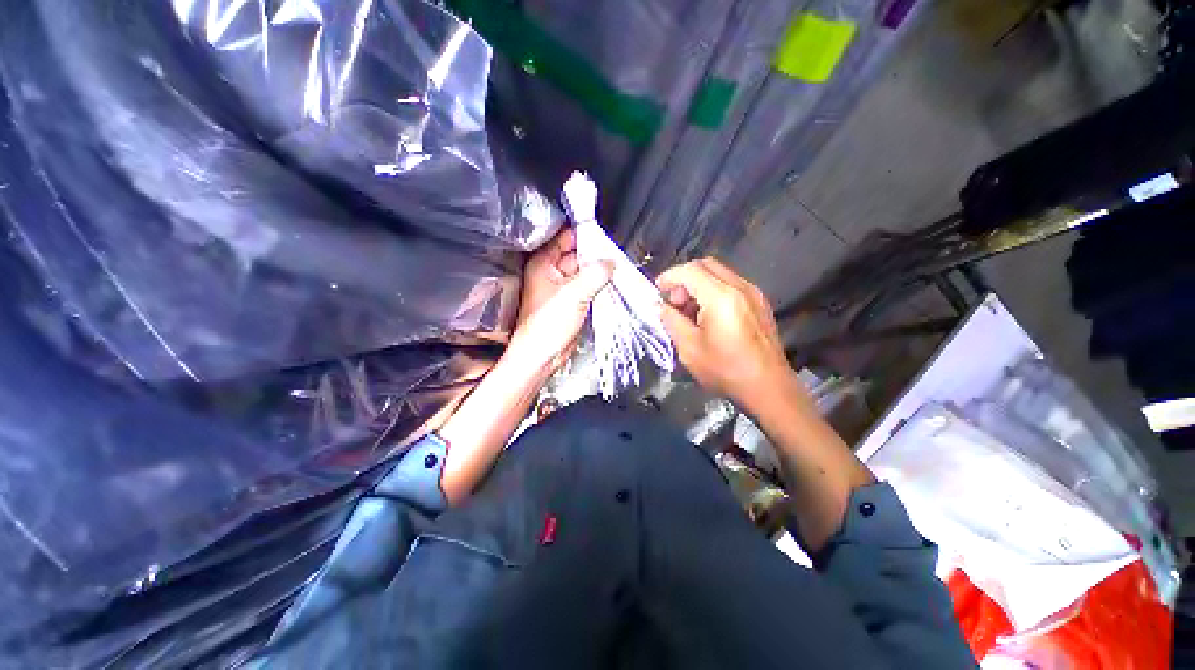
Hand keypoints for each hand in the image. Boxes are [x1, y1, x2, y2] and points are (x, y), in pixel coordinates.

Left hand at [512, 227, 612, 371]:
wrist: (543, 355)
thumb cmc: (546, 325)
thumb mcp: (573, 294)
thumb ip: (594, 275)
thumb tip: (610, 262)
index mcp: (544, 264)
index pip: (565, 238)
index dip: (583, 233)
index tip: (602, 233)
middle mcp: (552, 273)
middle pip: (577, 254)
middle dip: (595, 253)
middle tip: (615, 252)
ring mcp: (563, 288)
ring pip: (584, 271)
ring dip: (599, 270)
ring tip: (617, 266)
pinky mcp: (573, 301)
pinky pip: (588, 287)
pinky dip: (599, 284)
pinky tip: (612, 282)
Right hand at [656, 258, 790, 410]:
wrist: (768, 388)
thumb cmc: (725, 370)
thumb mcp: (689, 348)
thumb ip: (671, 320)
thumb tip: (659, 306)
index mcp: (721, 297)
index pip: (689, 270)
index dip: (669, 277)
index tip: (657, 291)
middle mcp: (740, 287)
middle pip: (705, 265)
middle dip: (684, 278)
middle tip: (674, 302)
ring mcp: (753, 293)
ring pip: (719, 273)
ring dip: (698, 285)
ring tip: (689, 312)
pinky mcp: (759, 303)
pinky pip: (731, 284)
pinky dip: (713, 291)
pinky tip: (708, 316)